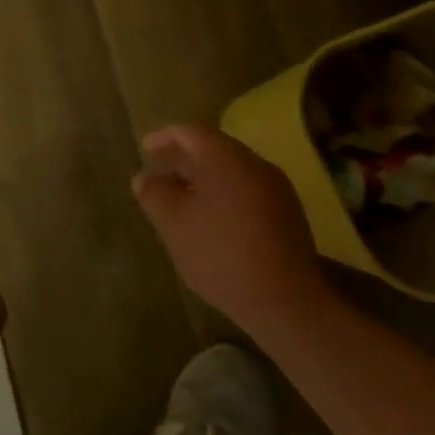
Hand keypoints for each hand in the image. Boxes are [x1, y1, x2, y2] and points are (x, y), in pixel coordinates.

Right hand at [132, 124, 333, 346]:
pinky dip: (224, 196)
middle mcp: (254, 163)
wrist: (287, 302)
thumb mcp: (173, 223)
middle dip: (183, 160)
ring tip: (183, 200)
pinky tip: (212, 221)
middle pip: (212, 149)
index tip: (145, 149)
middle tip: (160, 176)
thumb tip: (145, 178)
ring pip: (231, 172)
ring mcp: (276, 189)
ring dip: (204, 179)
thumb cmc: (221, 253)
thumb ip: (154, 193)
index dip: (164, 138)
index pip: (189, 132)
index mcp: (225, 157)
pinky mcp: (289, 215)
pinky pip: (247, 191)